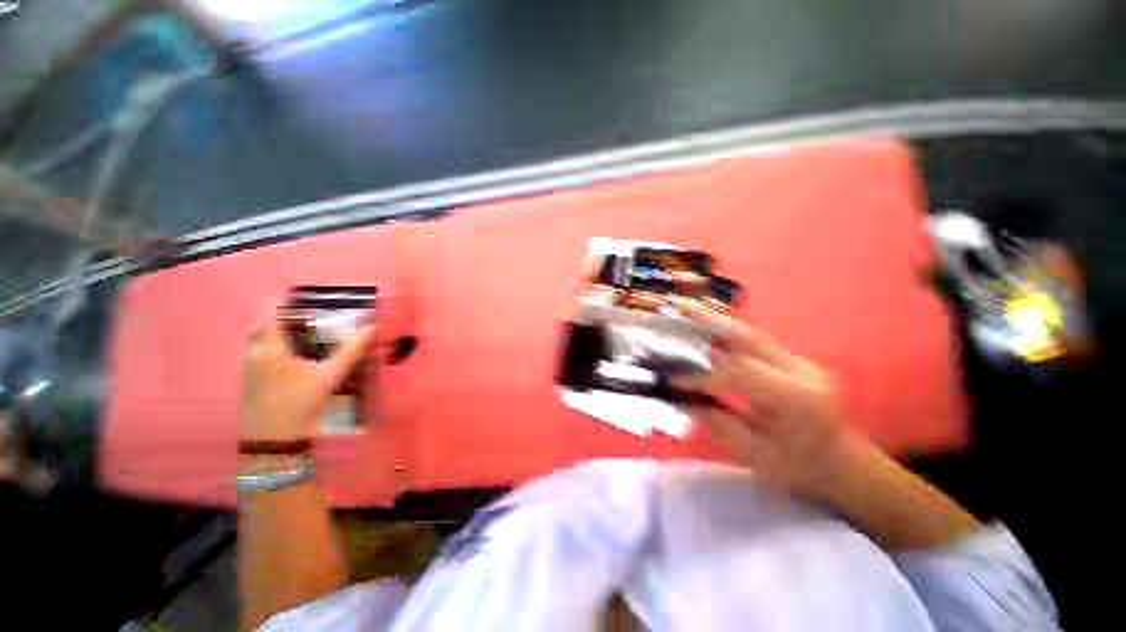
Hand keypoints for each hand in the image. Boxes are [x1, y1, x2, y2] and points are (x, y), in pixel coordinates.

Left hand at [241, 309, 375, 440]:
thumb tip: (372, 327)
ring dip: (276, 328)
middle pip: (262, 322)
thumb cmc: (299, 403)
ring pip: (258, 337)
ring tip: (303, 330)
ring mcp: (248, 366)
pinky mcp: (249, 379)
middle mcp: (253, 352)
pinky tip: (293, 354)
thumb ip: (352, 350)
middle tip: (309, 312)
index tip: (306, 293)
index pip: (271, 310)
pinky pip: (257, 350)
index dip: (286, 298)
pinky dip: (272, 343)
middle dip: (283, 313)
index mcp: (269, 347)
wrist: (272, 441)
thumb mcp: (330, 375)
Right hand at [673, 300, 865, 498]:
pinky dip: (726, 334)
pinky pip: (753, 343)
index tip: (672, 379)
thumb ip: (719, 424)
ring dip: (716, 322)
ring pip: (750, 335)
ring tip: (686, 310)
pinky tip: (706, 330)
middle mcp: (802, 371)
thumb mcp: (758, 455)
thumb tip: (681, 401)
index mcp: (796, 398)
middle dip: (709, 322)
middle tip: (679, 307)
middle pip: (748, 338)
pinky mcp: (794, 361)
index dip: (701, 375)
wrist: (844, 464)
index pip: (738, 374)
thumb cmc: (802, 468)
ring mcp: (801, 362)